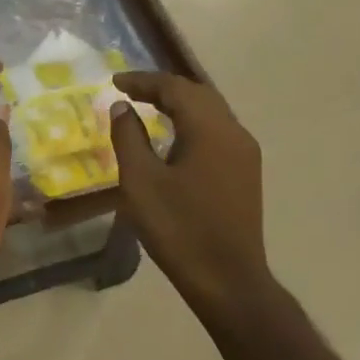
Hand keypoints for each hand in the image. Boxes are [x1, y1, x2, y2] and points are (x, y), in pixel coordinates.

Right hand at [108, 71, 274, 318]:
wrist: (227, 279)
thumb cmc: (178, 228)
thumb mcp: (141, 182)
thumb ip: (129, 137)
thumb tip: (122, 107)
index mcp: (210, 129)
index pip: (175, 87)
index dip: (143, 81)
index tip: (114, 82)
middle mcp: (234, 132)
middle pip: (198, 93)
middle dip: (162, 87)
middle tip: (129, 90)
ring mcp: (245, 153)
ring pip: (211, 111)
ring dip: (179, 103)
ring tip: (148, 107)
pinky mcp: (246, 172)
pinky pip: (217, 130)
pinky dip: (192, 122)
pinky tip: (174, 136)